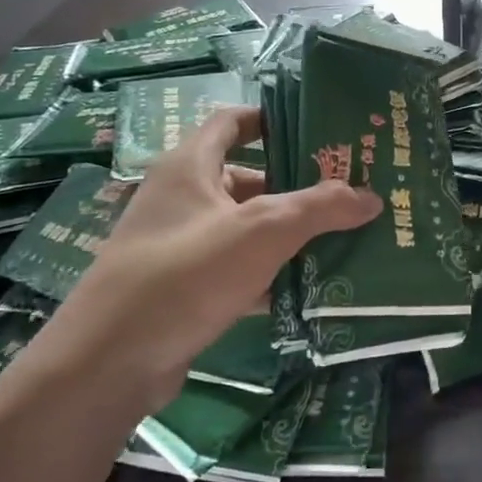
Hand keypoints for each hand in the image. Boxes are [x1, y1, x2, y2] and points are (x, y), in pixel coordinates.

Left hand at [42, 108, 379, 409]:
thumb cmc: (186, 274)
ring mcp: (181, 245)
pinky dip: (271, 272)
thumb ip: (320, 208)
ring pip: (246, 227)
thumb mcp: (262, 232)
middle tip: (349, 189)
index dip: (273, 117)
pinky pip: (239, 268)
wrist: (110, 364)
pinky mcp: (185, 288)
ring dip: (290, 232)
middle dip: (298, 184)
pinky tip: (313, 285)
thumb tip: (372, 196)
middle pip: (248, 177)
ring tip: (345, 235)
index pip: (233, 121)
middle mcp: (182, 198)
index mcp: (190, 166)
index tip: (320, 128)